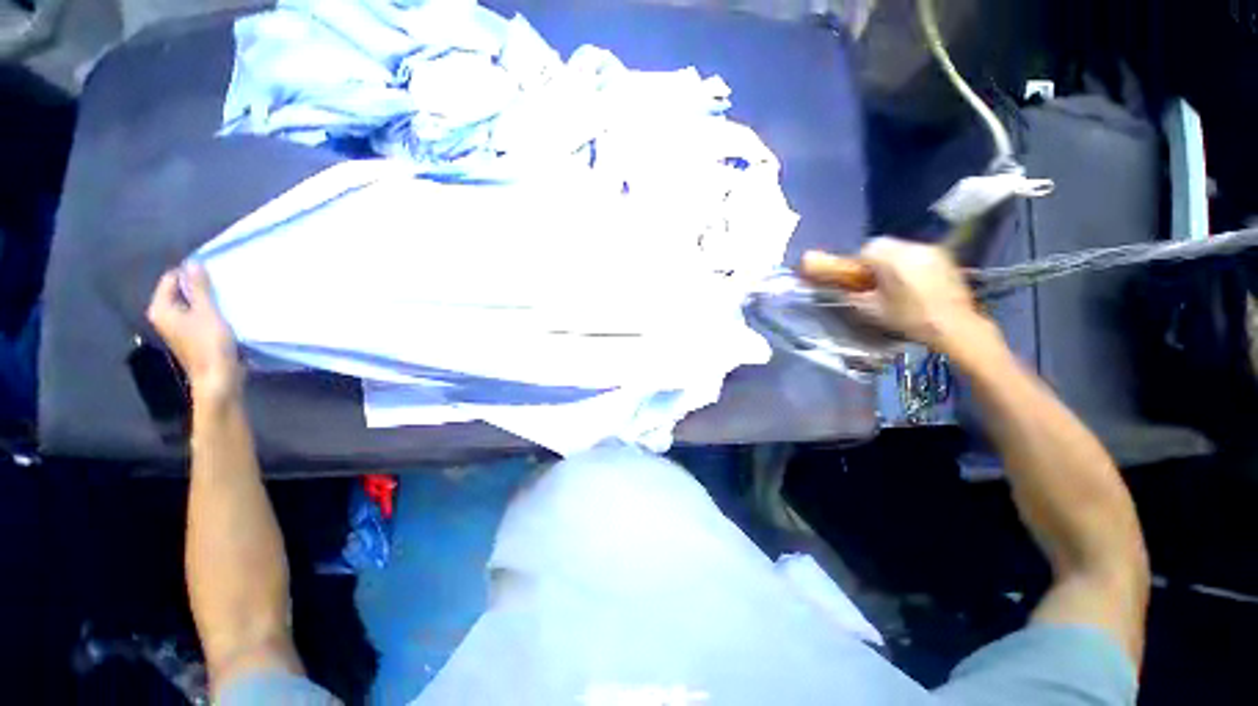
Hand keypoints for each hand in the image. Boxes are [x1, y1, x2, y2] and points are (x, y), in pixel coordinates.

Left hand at [146, 263, 241, 403]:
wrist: (218, 378)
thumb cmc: (209, 344)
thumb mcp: (207, 312)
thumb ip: (200, 288)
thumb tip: (193, 263)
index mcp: (161, 309)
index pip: (171, 279)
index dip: (191, 274)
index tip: (213, 274)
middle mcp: (164, 316)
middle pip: (180, 291)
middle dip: (199, 287)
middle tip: (221, 285)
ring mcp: (177, 328)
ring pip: (190, 304)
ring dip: (206, 300)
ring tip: (225, 298)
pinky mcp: (191, 336)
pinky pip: (198, 315)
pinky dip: (209, 311)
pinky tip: (225, 313)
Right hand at [802, 237, 988, 351]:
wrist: (954, 326)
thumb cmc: (909, 318)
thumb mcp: (871, 310)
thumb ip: (851, 295)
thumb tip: (840, 289)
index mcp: (892, 259)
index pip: (866, 249)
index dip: (858, 263)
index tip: (857, 278)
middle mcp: (912, 248)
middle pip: (884, 245)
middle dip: (875, 259)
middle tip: (873, 281)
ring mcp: (931, 251)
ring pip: (901, 248)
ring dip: (892, 261)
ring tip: (894, 283)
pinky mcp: (945, 258)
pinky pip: (918, 254)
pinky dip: (910, 264)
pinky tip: (913, 283)